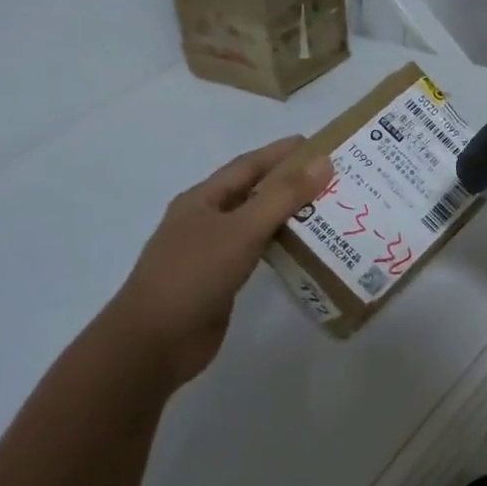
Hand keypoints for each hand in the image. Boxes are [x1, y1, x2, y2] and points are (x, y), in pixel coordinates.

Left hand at [111, 137, 333, 384]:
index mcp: (202, 199)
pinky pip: (257, 253)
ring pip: (256, 224)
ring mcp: (211, 252)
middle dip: (289, 182)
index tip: (316, 143)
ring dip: (288, 215)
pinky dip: (281, 245)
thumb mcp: (242, 229)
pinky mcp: (220, 281)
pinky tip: (304, 248)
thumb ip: (284, 196)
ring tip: (327, 209)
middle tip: (332, 178)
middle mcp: (205, 220)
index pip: (247, 165)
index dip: (280, 153)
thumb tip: (324, 162)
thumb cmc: (194, 275)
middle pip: (253, 192)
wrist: (154, 342)